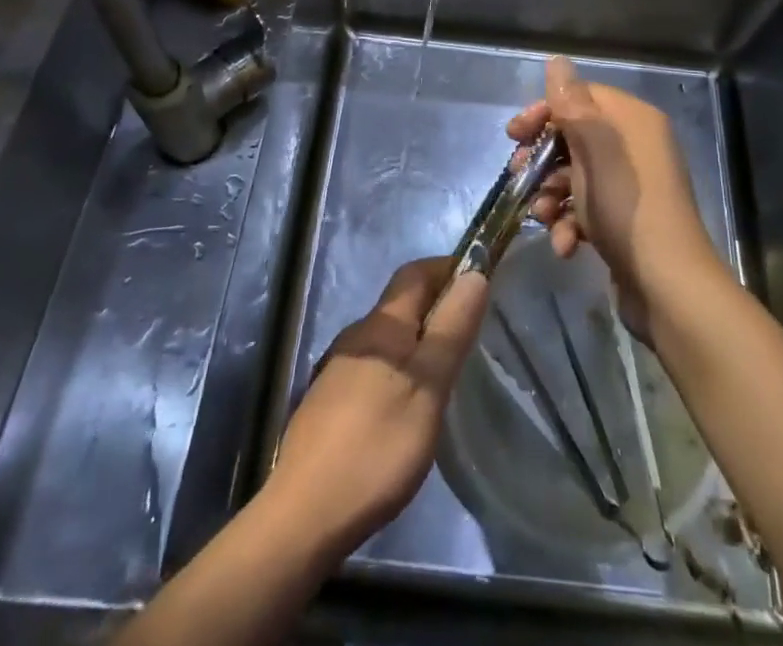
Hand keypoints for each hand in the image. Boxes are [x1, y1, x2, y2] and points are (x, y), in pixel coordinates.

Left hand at [266, 257, 487, 557]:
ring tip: (443, 373)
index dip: (446, 268)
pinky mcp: (327, 402)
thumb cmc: (378, 445)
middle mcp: (356, 336)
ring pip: (386, 339)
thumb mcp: (429, 386)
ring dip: (415, 341)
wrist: (304, 513)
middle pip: (400, 304)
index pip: (415, 272)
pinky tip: (405, 407)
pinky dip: (396, 370)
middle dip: (435, 306)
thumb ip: (451, 329)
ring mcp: (336, 369)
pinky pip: (371, 368)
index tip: (478, 282)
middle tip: (469, 334)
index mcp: (382, 325)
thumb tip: (473, 272)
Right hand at [511, 56, 721, 336]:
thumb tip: (556, 61)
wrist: (669, 288)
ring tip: (543, 217)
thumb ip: (573, 103)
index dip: (545, 112)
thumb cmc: (628, 208)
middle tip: (517, 175)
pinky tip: (564, 245)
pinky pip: (587, 207)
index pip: (580, 96)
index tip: (515, 135)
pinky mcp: (625, 220)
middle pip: (574, 137)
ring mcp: (631, 185)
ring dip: (552, 195)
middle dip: (542, 159)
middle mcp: (635, 146)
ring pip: (575, 176)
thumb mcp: (596, 149)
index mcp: (633, 120)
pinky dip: (570, 223)